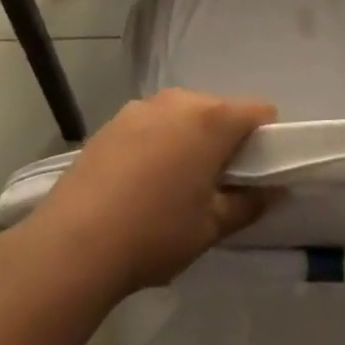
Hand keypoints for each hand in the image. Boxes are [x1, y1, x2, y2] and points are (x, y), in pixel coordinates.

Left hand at [28, 89, 277, 296]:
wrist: (71, 244)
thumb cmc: (154, 232)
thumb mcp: (211, 227)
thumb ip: (249, 204)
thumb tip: (273, 190)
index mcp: (212, 119)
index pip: (259, 112)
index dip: (266, 139)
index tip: (255, 172)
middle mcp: (180, 100)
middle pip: (219, 111)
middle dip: (225, 140)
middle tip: (215, 185)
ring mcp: (141, 107)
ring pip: (183, 116)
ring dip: (189, 140)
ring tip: (172, 186)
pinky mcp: (112, 122)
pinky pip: (151, 124)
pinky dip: (157, 143)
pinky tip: (139, 184)